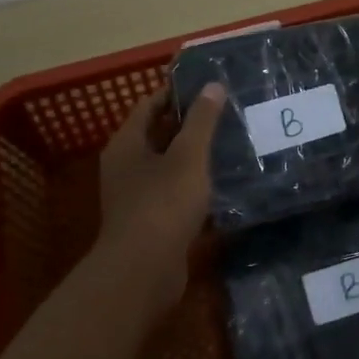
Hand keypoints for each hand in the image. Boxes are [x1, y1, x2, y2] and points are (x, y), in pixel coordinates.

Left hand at [97, 82, 225, 322]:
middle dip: (190, 123)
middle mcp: (126, 166)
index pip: (149, 105)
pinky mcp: (152, 222)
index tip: (208, 85)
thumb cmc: (163, 203)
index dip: (176, 92)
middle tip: (227, 111)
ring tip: (231, 142)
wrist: (143, 272)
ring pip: (169, 165)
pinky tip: (224, 182)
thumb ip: (202, 120)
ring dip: (195, 155)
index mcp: (127, 144)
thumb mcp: (188, 156)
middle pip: (158, 134)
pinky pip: (175, 193)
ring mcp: (137, 196)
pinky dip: (195, 185)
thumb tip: (213, 85)